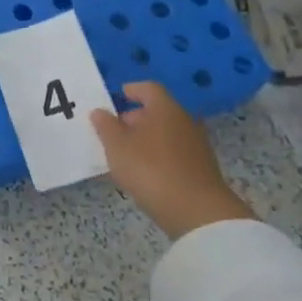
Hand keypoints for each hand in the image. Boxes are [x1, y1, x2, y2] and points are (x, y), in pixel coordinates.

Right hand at [91, 83, 253, 240]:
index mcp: (165, 108)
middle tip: (114, 132)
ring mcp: (196, 145)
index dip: (131, 90)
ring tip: (125, 155)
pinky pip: (174, 152)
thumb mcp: (117, 146)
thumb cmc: (150, 169)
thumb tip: (100, 112)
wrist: (197, 212)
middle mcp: (184, 121)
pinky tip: (144, 173)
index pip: (148, 88)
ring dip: (146, 139)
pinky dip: (158, 156)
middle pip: (157, 111)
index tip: (116, 97)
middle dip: (134, 118)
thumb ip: (105, 126)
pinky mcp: (201, 168)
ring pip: (165, 133)